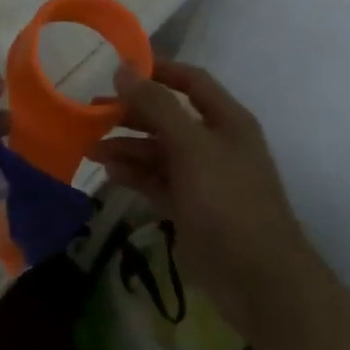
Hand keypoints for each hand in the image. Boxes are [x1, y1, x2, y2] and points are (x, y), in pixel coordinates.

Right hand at [93, 60, 301, 331]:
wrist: (259, 281)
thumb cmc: (229, 202)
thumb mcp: (192, 146)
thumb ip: (157, 105)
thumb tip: (123, 69)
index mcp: (226, 120)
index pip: (190, 81)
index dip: (157, 69)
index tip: (118, 67)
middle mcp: (214, 143)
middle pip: (168, 116)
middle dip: (132, 112)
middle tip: (92, 111)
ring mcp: (201, 177)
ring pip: (157, 150)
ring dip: (126, 145)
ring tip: (91, 147)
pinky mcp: (189, 207)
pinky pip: (156, 180)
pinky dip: (134, 174)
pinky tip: (109, 171)